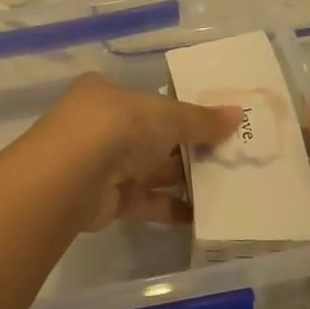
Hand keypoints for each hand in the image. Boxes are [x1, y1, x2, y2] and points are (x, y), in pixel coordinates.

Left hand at [28, 75, 241, 231]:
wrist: (71, 177)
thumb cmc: (119, 126)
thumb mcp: (167, 115)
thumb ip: (202, 120)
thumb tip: (238, 114)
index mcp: (108, 94)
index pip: (149, 100)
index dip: (181, 110)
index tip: (214, 121)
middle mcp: (101, 126)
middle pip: (152, 136)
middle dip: (187, 147)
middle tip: (229, 154)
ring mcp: (101, 164)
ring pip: (150, 170)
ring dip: (183, 178)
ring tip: (226, 184)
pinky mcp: (106, 200)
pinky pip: (146, 201)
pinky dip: (171, 207)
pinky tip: (204, 214)